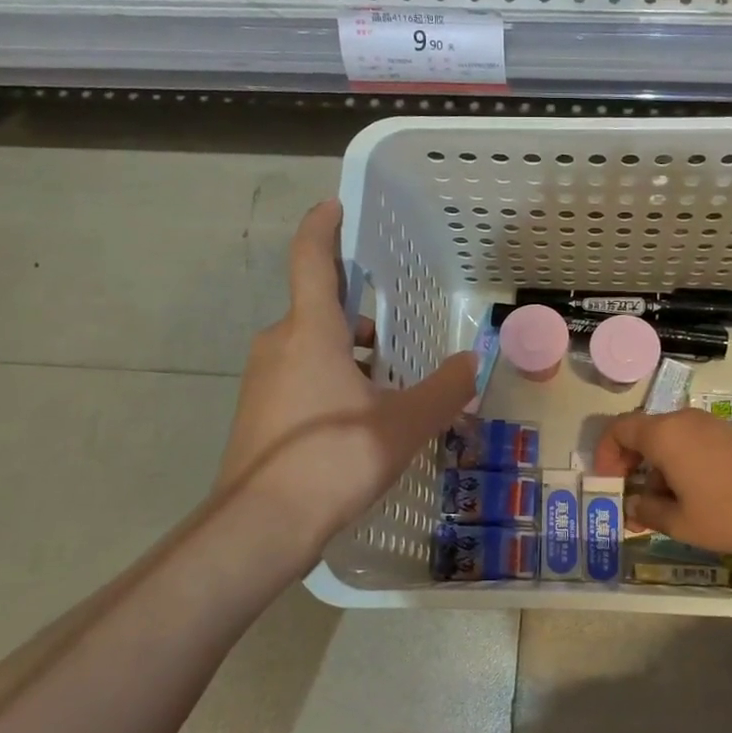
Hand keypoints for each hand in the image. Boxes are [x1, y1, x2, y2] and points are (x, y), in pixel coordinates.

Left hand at [217, 200, 475, 563]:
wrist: (260, 526)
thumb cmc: (333, 459)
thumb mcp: (404, 424)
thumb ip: (444, 389)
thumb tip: (473, 361)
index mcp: (311, 331)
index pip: (312, 259)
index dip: (324, 227)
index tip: (336, 206)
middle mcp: (279, 343)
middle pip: (321, 308)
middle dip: (361, 315)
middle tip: (401, 332)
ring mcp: (263, 379)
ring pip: (313, 346)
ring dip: (351, 354)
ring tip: (392, 385)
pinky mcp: (259, 412)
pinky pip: (301, 376)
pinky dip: (333, 381)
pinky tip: (362, 419)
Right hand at [593, 407, 731, 552]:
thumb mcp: (682, 522)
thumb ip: (648, 510)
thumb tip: (632, 504)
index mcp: (664, 434)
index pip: (618, 429)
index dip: (606, 454)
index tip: (609, 484)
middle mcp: (682, 420)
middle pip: (642, 432)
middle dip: (630, 464)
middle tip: (631, 498)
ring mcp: (708, 424)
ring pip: (667, 439)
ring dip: (655, 467)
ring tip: (661, 506)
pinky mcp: (728, 434)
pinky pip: (689, 442)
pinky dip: (678, 463)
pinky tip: (690, 496)